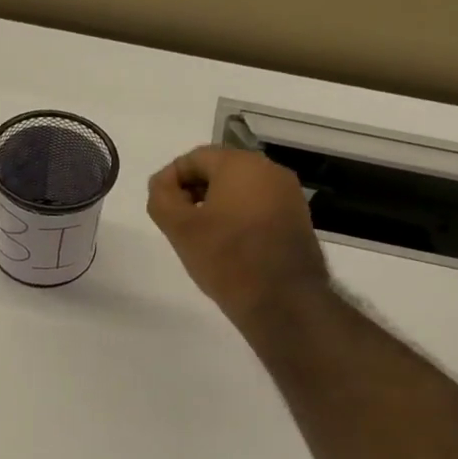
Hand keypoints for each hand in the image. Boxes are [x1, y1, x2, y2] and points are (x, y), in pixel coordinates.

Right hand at [147, 146, 330, 330]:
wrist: (283, 300)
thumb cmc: (227, 258)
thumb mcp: (180, 228)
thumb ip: (161, 198)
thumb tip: (162, 184)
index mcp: (240, 164)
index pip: (194, 158)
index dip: (170, 180)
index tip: (160, 208)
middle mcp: (270, 170)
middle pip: (219, 170)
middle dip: (193, 192)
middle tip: (176, 223)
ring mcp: (288, 194)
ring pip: (240, 189)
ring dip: (215, 205)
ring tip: (199, 236)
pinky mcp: (297, 218)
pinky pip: (258, 206)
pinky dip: (238, 217)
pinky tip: (227, 244)